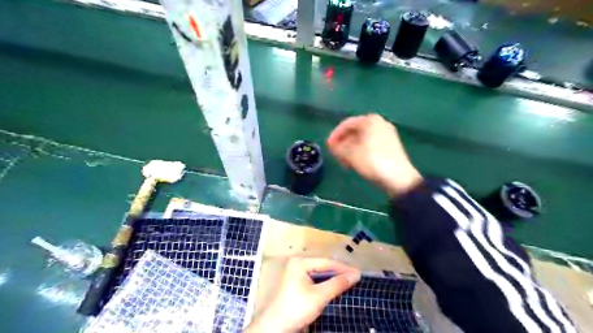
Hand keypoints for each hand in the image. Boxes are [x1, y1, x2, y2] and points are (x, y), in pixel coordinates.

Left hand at [243, 258, 358, 331]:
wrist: (277, 326)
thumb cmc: (296, 309)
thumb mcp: (319, 296)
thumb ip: (337, 284)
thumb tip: (355, 275)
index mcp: (300, 262)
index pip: (326, 262)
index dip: (343, 268)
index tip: (358, 273)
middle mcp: (298, 263)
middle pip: (323, 265)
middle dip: (339, 271)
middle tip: (355, 276)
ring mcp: (296, 272)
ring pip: (320, 271)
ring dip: (333, 276)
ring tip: (349, 280)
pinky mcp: (297, 281)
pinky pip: (315, 277)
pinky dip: (326, 281)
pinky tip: (335, 285)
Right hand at [328, 115, 420, 197]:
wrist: (398, 177)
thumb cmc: (372, 161)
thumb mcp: (350, 155)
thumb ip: (338, 148)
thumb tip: (332, 146)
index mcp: (370, 120)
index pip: (347, 124)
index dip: (335, 134)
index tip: (328, 145)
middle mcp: (380, 123)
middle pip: (356, 130)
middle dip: (343, 142)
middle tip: (335, 153)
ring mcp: (387, 134)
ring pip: (363, 139)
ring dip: (351, 148)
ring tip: (343, 160)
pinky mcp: (391, 145)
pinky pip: (371, 144)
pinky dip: (361, 150)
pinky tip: (355, 161)